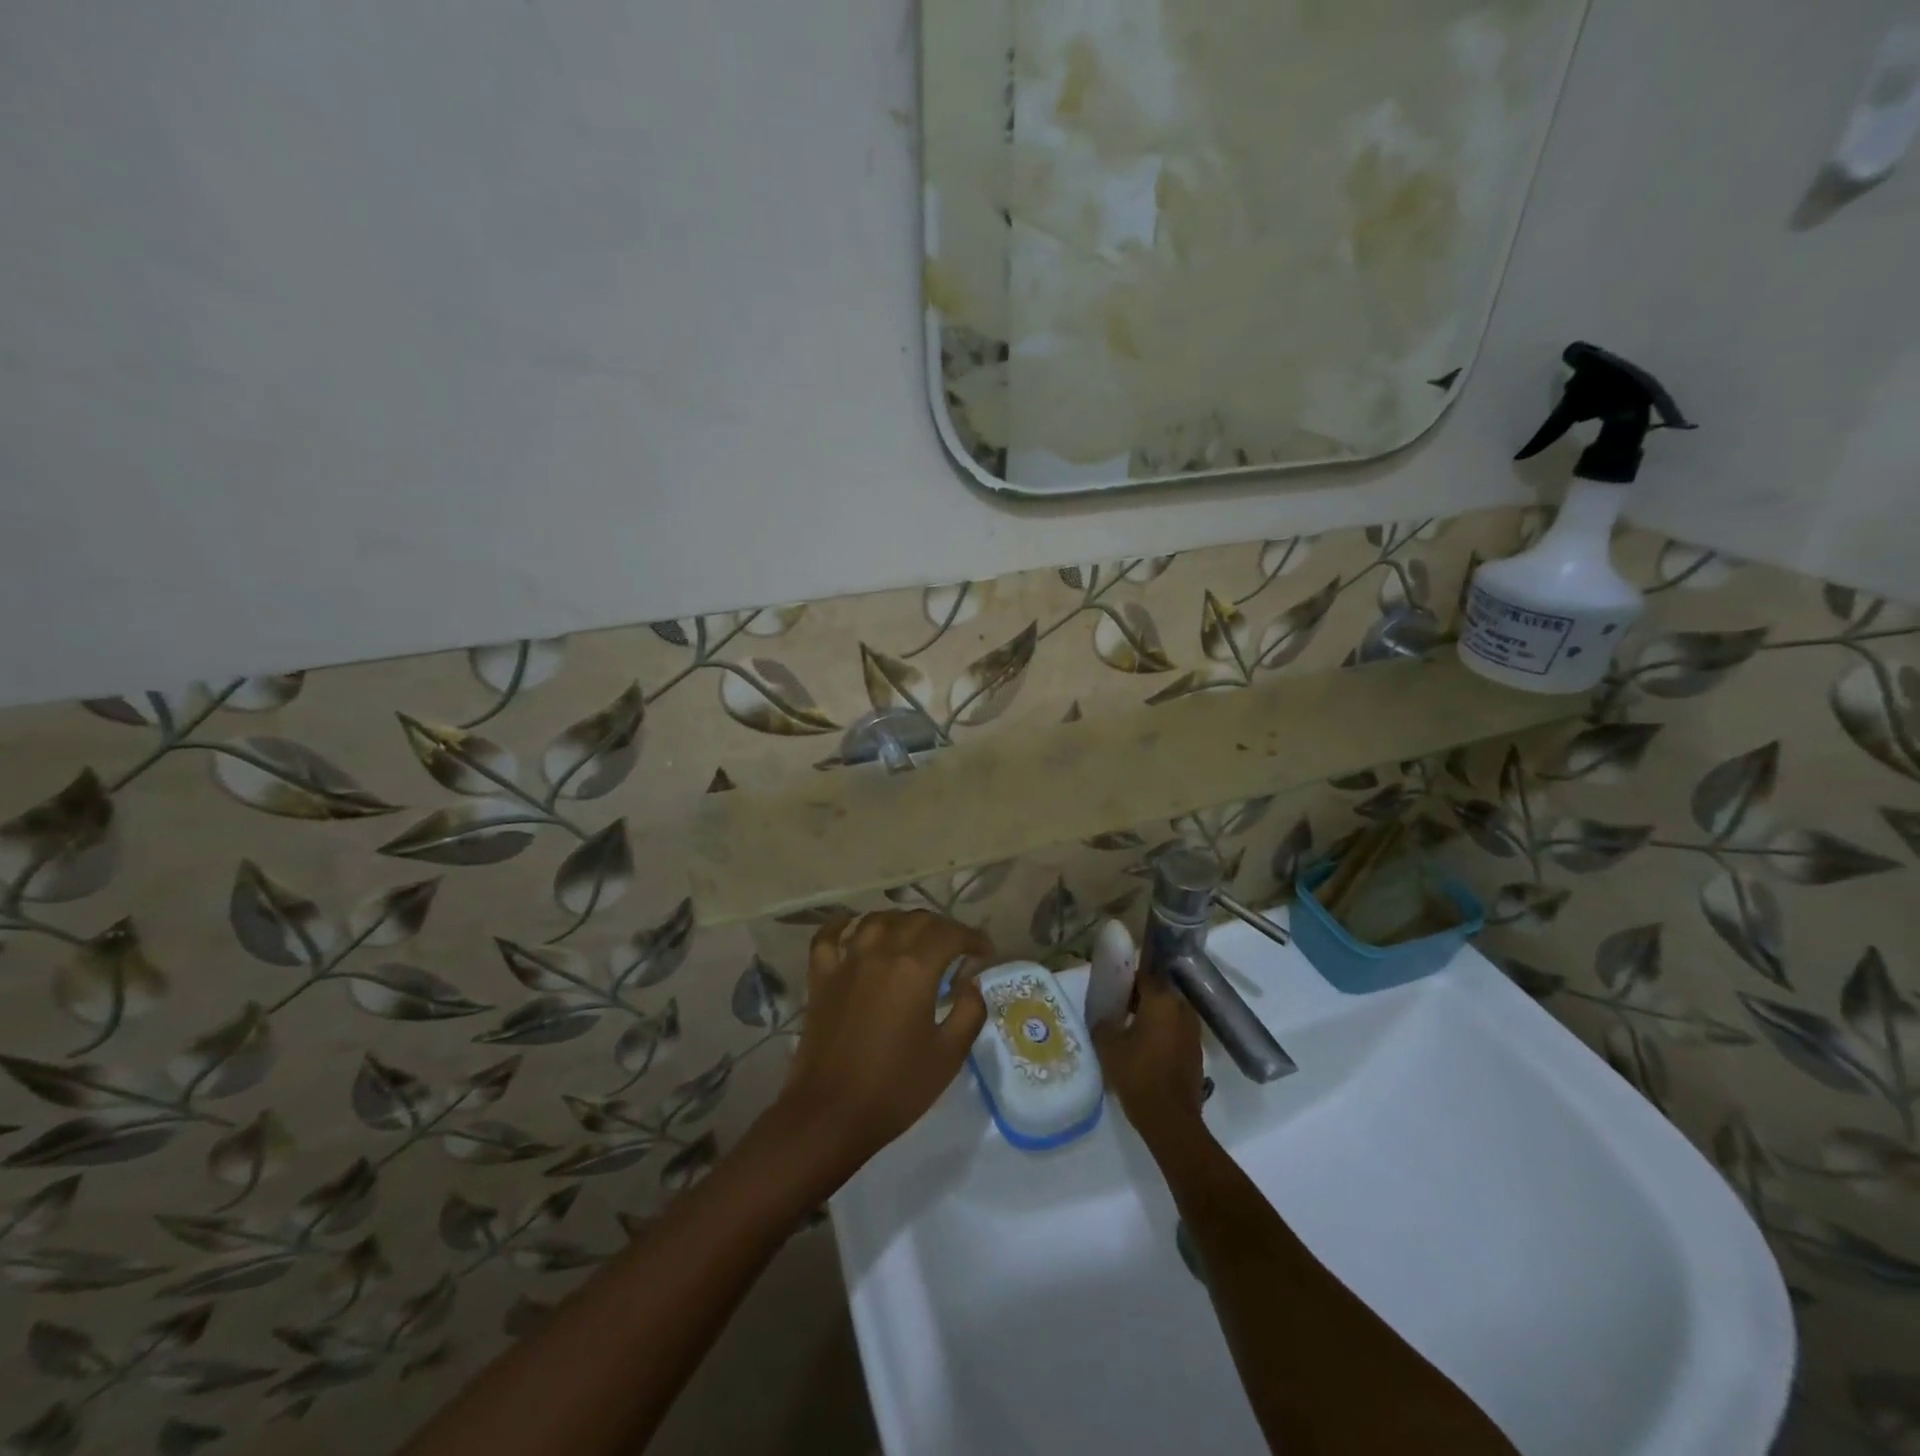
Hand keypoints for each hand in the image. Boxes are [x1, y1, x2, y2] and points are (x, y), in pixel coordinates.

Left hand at [777, 910, 991, 1173]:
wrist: (830, 1115)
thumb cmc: (896, 1088)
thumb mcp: (949, 1055)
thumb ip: (969, 1011)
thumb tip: (971, 983)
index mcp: (915, 969)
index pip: (951, 934)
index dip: (973, 938)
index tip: (985, 953)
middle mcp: (881, 952)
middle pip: (916, 920)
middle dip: (943, 928)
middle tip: (957, 948)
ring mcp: (846, 961)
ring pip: (877, 919)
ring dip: (902, 921)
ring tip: (915, 937)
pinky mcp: (821, 976)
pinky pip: (829, 936)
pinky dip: (842, 924)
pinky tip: (852, 923)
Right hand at [1091, 970, 1205, 1143]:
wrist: (1170, 1119)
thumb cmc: (1137, 1074)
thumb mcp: (1108, 1046)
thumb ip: (1104, 1022)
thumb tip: (1106, 1017)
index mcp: (1161, 1000)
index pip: (1144, 975)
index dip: (1127, 979)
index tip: (1113, 988)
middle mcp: (1182, 1009)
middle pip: (1159, 991)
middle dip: (1140, 996)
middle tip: (1119, 1008)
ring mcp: (1193, 1031)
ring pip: (1170, 1012)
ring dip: (1153, 1015)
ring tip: (1132, 1030)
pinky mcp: (1197, 1051)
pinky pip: (1177, 1030)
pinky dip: (1164, 1033)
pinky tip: (1147, 1049)